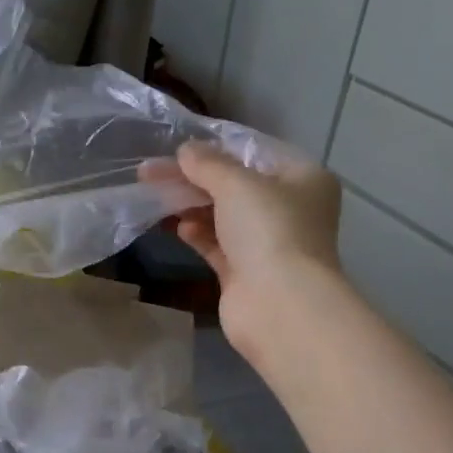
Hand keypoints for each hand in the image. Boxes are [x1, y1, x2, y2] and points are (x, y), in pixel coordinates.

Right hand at [166, 143, 342, 367]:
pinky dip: (197, 233)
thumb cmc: (269, 230)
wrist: (280, 306)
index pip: (254, 153)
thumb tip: (185, 150)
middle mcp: (290, 209)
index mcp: (302, 179)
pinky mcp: (246, 272)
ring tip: (157, 196)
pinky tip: (177, 227)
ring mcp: (268, 243)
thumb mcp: (237, 184)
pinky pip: (217, 244)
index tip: (178, 146)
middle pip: (235, 185)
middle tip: (150, 172)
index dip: (216, 148)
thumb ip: (208, 164)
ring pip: (223, 215)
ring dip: (191, 205)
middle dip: (194, 178)